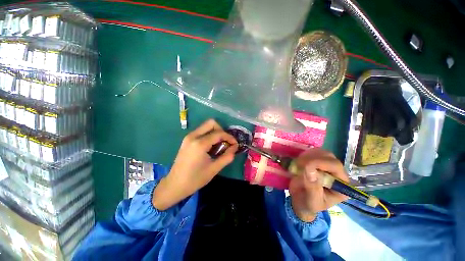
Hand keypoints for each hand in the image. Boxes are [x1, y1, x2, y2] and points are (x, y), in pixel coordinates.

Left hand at [152, 119, 237, 209]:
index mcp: (200, 143)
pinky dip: (209, 135)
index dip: (229, 137)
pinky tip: (211, 147)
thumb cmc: (195, 179)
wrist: (174, 185)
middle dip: (221, 131)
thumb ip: (227, 156)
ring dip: (215, 133)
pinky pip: (201, 132)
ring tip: (219, 146)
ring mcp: (188, 137)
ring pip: (206, 126)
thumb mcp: (214, 169)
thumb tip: (235, 147)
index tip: (235, 144)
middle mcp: (193, 136)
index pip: (219, 133)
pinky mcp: (187, 140)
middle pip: (211, 123)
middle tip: (225, 142)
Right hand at [288, 148, 348, 221]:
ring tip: (297, 164)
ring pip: (321, 152)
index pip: (335, 166)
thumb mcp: (311, 201)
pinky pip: (312, 152)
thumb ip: (312, 187)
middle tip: (298, 164)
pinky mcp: (317, 161)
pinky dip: (304, 155)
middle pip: (329, 156)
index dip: (320, 163)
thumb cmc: (308, 204)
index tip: (304, 166)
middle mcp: (336, 173)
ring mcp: (326, 166)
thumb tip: (310, 170)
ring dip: (307, 156)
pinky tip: (298, 162)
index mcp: (341, 185)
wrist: (300, 201)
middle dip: (312, 158)